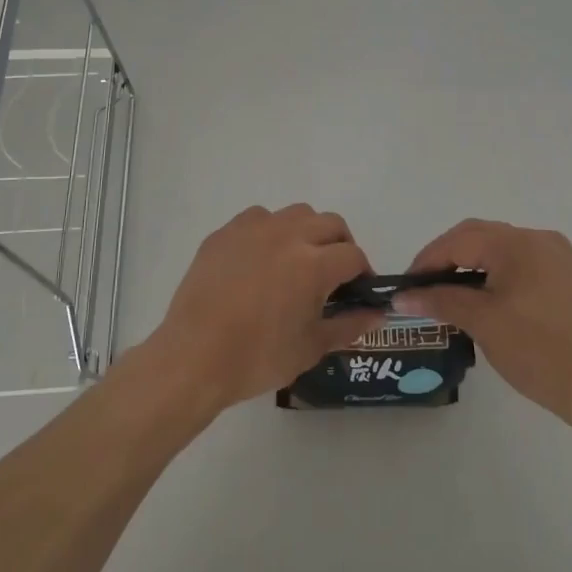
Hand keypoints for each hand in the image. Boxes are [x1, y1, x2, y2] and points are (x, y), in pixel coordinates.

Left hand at [145, 204, 380, 413]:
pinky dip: (270, 232)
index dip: (362, 273)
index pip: (353, 256)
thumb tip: (377, 314)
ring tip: (298, 261)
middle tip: (333, 274)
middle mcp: (287, 235)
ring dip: (307, 232)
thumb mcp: (311, 348)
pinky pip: (258, 218)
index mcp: (313, 264)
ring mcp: (253, 229)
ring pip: (296, 214)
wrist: (194, 357)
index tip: (356, 291)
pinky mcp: (225, 232)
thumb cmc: (258, 358)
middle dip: (340, 245)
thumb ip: (349, 326)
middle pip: (330, 223)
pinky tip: (261, 260)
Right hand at [397, 219, 571, 430]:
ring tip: (449, 293)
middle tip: (423, 287)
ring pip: (501, 250)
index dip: (427, 260)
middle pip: (480, 237)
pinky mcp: (568, 277)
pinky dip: (497, 274)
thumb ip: (440, 301)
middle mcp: (539, 239)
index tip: (406, 286)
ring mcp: (558, 257)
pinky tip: (485, 298)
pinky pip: (522, 264)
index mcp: (517, 243)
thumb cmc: (537, 350)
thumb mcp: (482, 322)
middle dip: (447, 258)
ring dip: (472, 265)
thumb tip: (402, 296)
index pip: (459, 240)